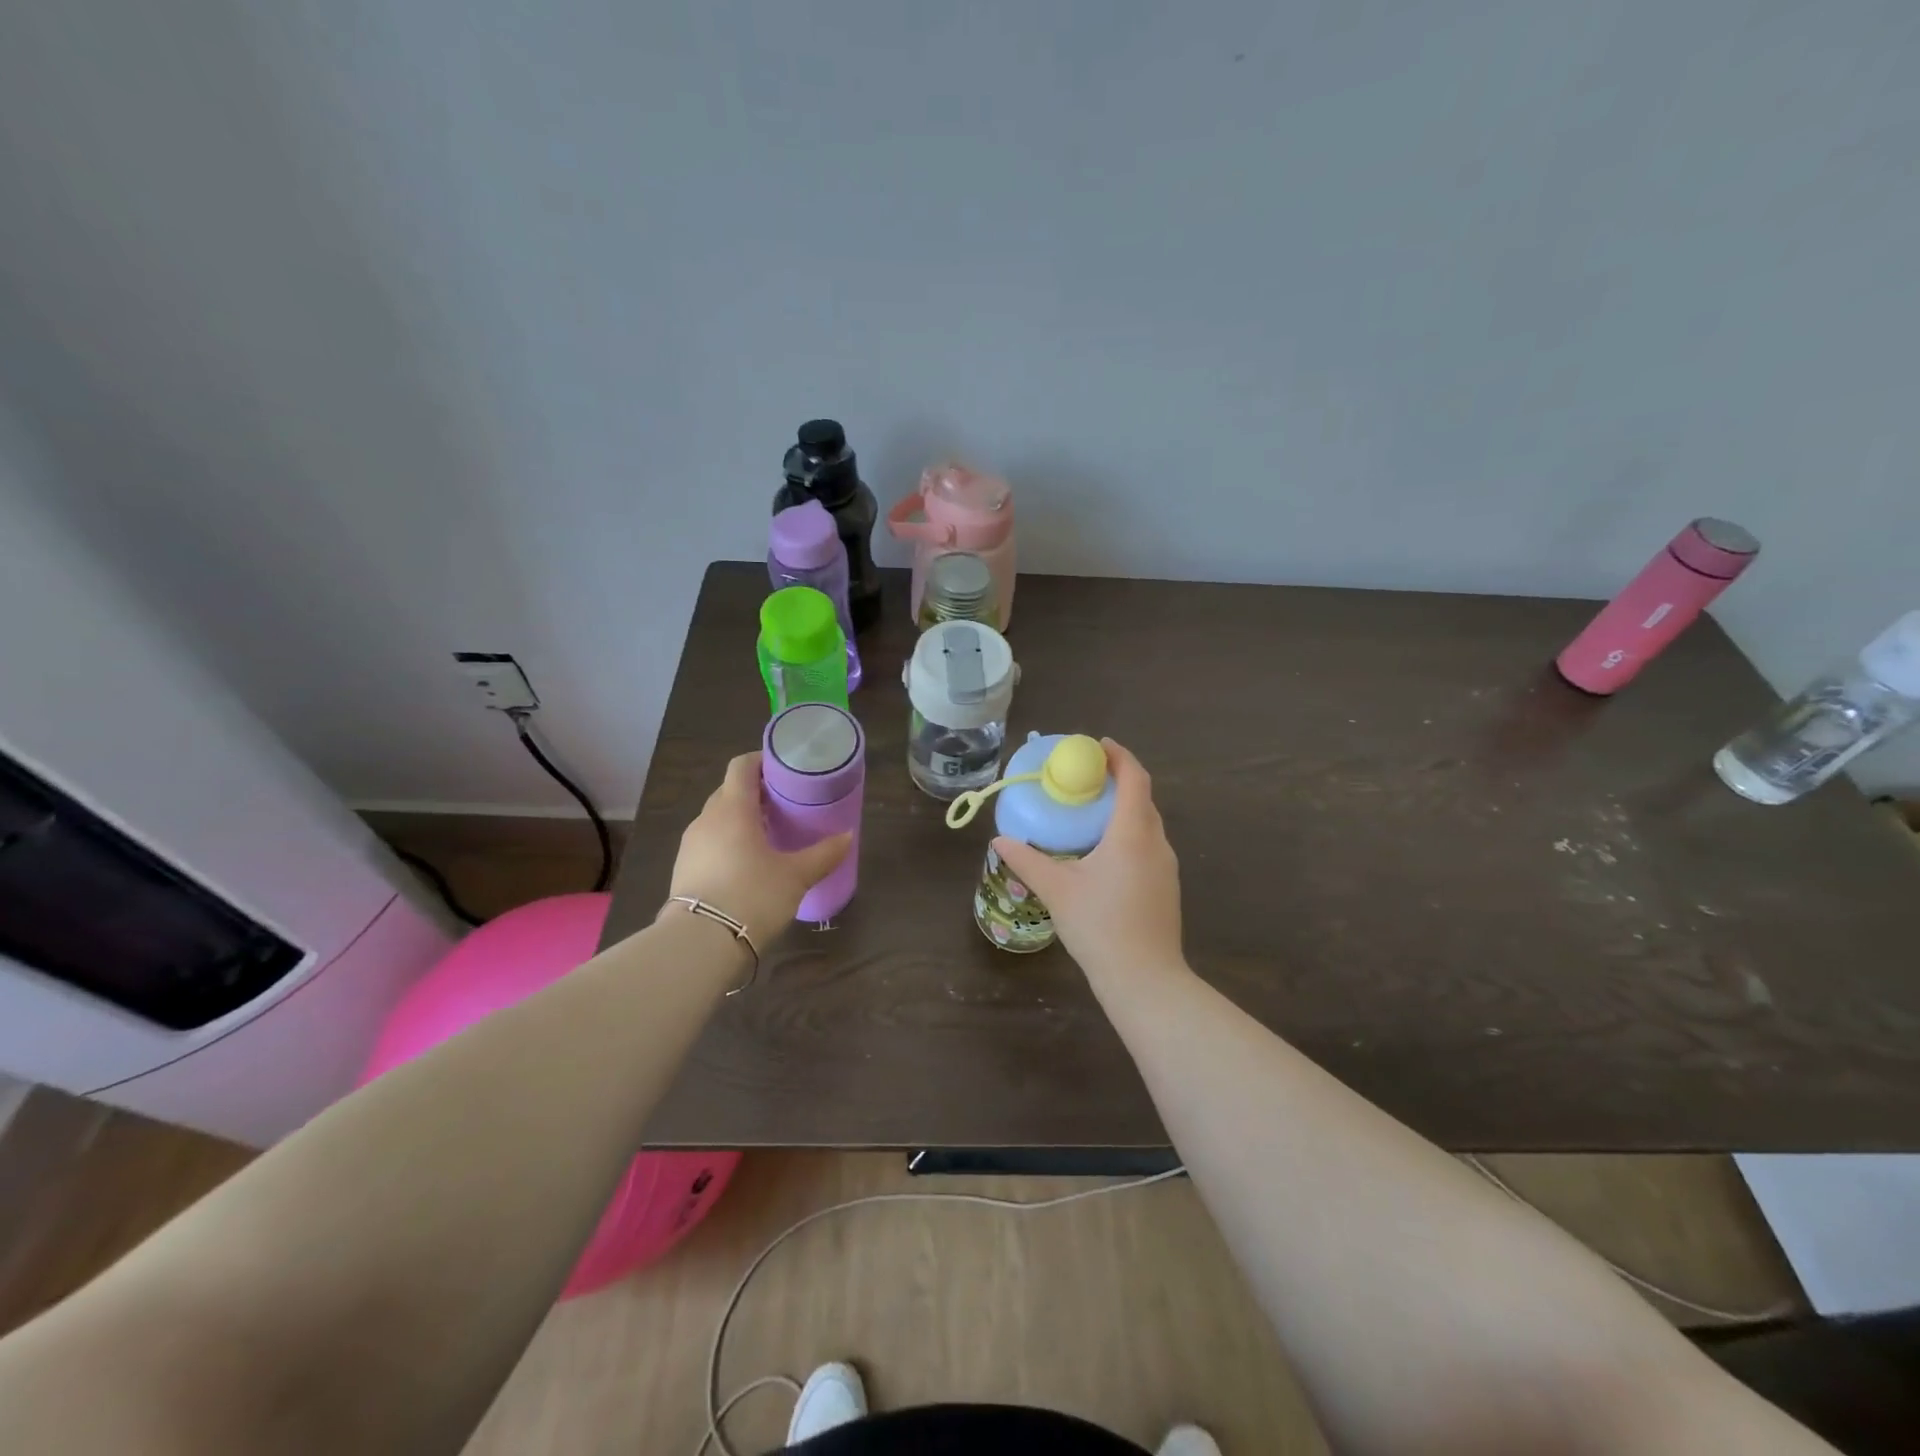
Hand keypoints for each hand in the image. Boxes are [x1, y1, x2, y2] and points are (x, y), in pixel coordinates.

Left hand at [667, 752, 850, 947]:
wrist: (700, 943)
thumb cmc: (752, 895)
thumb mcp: (796, 876)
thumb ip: (824, 854)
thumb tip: (848, 836)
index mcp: (733, 808)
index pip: (741, 766)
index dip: (762, 762)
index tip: (785, 770)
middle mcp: (707, 819)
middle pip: (729, 791)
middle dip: (755, 793)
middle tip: (784, 804)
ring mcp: (690, 845)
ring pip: (718, 819)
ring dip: (740, 819)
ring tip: (768, 835)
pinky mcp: (683, 869)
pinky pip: (709, 843)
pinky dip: (728, 842)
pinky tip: (747, 864)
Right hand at [993, 739, 1186, 987]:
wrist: (1144, 979)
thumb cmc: (1099, 925)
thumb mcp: (1056, 889)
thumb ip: (1027, 861)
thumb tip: (1001, 841)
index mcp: (1133, 833)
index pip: (1135, 778)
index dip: (1119, 756)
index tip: (1097, 745)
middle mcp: (1156, 843)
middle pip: (1142, 799)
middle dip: (1117, 781)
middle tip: (1084, 779)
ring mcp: (1167, 867)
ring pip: (1146, 825)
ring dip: (1123, 810)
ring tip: (1089, 814)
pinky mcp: (1167, 888)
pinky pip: (1148, 846)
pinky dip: (1128, 835)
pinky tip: (1103, 854)